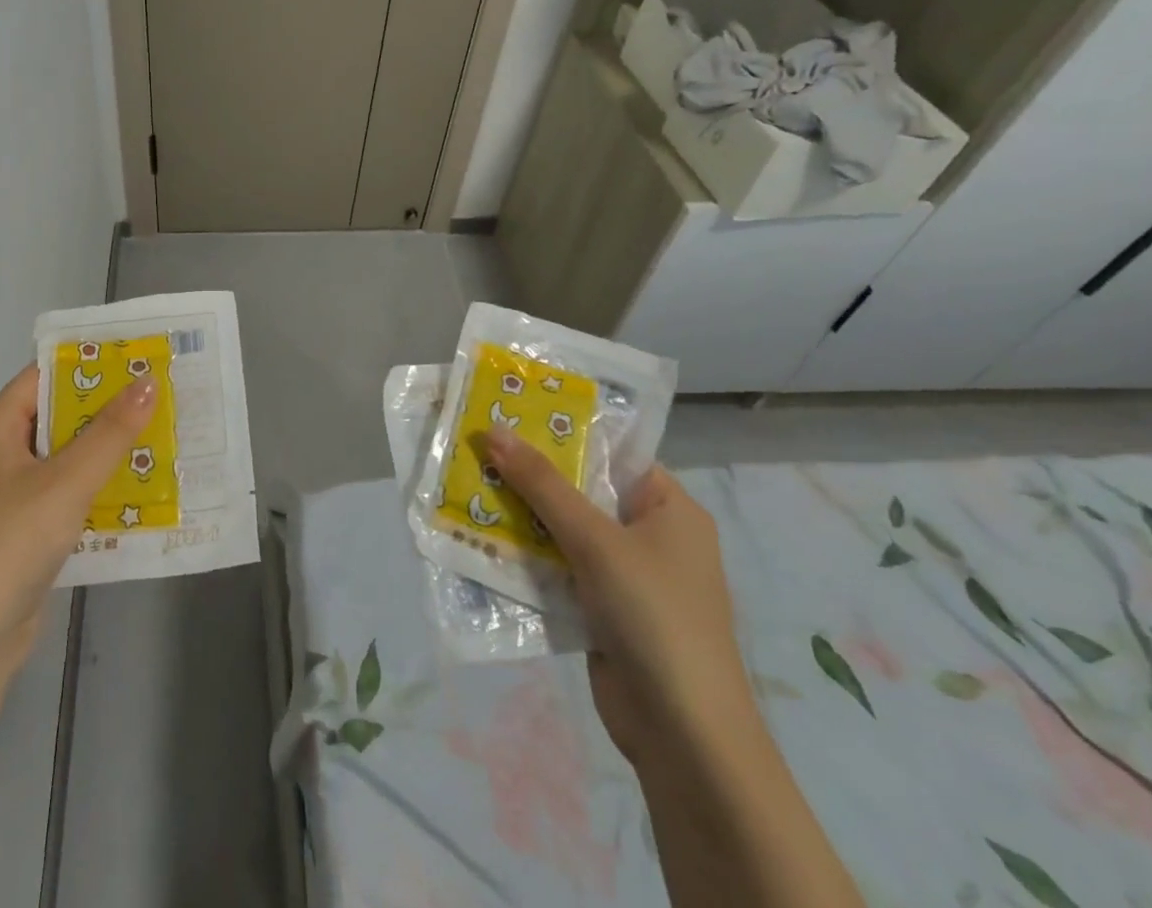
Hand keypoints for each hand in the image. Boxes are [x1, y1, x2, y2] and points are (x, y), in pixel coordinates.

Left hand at [0, 365, 156, 681]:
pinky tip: (142, 489)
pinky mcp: (26, 535)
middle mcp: (0, 457)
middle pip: (58, 417)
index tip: (136, 355)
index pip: (42, 377)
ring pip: (67, 459)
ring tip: (163, 434)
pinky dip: (100, 489)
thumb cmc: (8, 546)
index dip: (87, 364)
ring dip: (109, 451)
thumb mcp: (66, 482)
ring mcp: (12, 499)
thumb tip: (148, 380)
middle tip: (161, 394)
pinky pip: (69, 497)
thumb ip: (110, 432)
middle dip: (107, 408)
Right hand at [481, 431, 752, 766]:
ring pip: (565, 530)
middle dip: (531, 476)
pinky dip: (528, 556)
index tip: (509, 415)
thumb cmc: (653, 616)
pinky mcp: (604, 610)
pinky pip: (560, 568)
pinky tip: (483, 539)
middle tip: (476, 447)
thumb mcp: (594, 540)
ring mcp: (628, 576)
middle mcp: (652, 536)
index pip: (611, 454)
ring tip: (468, 484)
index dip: (561, 432)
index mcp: (670, 509)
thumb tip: (492, 430)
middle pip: (582, 491)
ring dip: (522, 516)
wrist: (683, 736)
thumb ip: (542, 484)